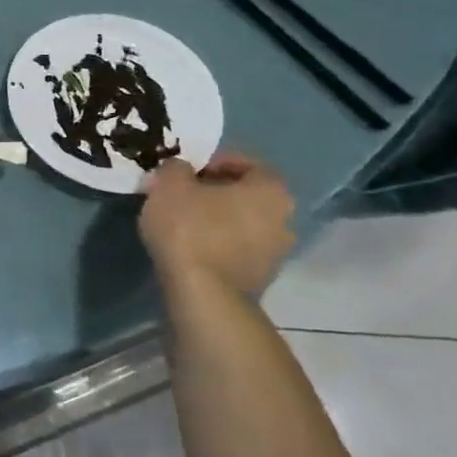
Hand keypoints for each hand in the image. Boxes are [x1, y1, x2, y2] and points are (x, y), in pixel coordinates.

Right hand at [139, 153, 295, 297]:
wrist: (202, 293)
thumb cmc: (189, 227)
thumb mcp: (169, 184)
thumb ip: (176, 168)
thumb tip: (181, 170)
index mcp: (271, 190)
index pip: (246, 164)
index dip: (213, 162)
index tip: (186, 171)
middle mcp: (286, 219)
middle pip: (247, 196)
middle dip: (217, 192)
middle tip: (184, 195)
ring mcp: (277, 253)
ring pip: (243, 224)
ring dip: (219, 220)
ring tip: (184, 223)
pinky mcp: (261, 279)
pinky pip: (238, 249)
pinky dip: (219, 244)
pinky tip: (192, 247)